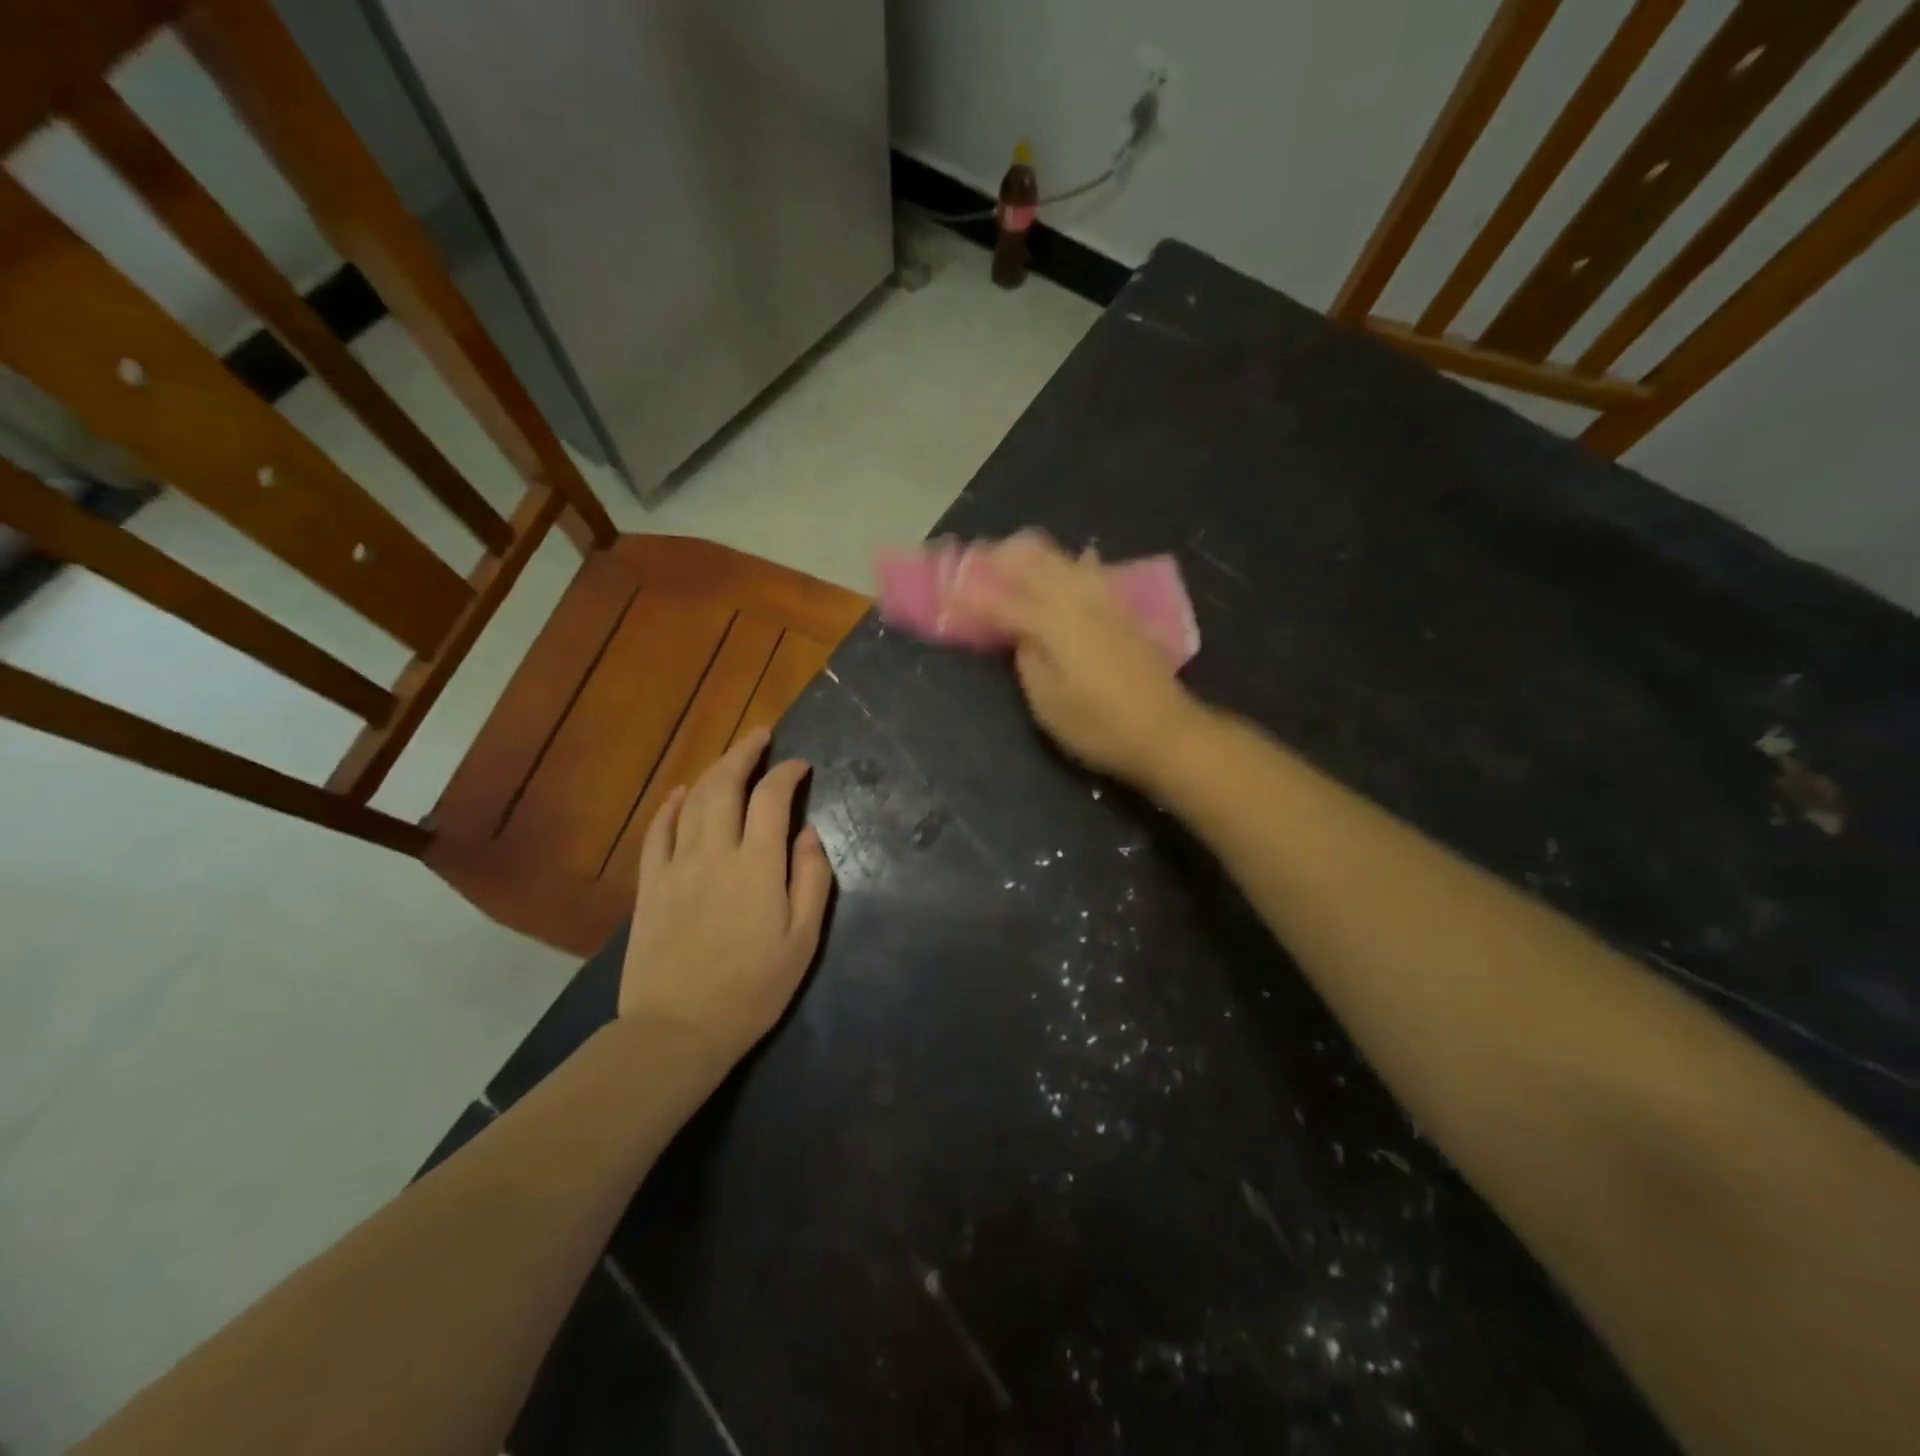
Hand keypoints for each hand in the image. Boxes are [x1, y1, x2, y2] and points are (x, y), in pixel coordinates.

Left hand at [619, 728, 834, 1070]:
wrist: (679, 1029)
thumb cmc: (753, 989)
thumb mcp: (803, 940)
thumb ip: (811, 879)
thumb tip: (809, 833)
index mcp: (757, 865)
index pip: (772, 799)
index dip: (788, 773)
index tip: (801, 765)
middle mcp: (714, 852)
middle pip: (726, 785)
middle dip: (745, 753)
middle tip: (761, 736)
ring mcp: (676, 866)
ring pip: (692, 801)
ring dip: (712, 772)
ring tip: (730, 758)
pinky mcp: (649, 885)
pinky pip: (657, 832)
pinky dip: (669, 805)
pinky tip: (678, 793)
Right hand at [946, 532, 1201, 784]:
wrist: (1164, 731)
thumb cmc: (1097, 725)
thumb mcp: (1047, 701)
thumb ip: (1025, 657)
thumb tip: (1017, 632)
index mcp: (1052, 620)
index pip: (999, 600)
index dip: (968, 598)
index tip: (944, 596)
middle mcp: (1077, 597)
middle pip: (1031, 559)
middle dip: (997, 559)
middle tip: (972, 569)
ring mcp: (1104, 598)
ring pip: (1060, 558)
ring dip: (1028, 557)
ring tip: (1007, 567)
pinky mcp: (1122, 607)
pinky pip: (1087, 570)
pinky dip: (1064, 566)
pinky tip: (1062, 571)